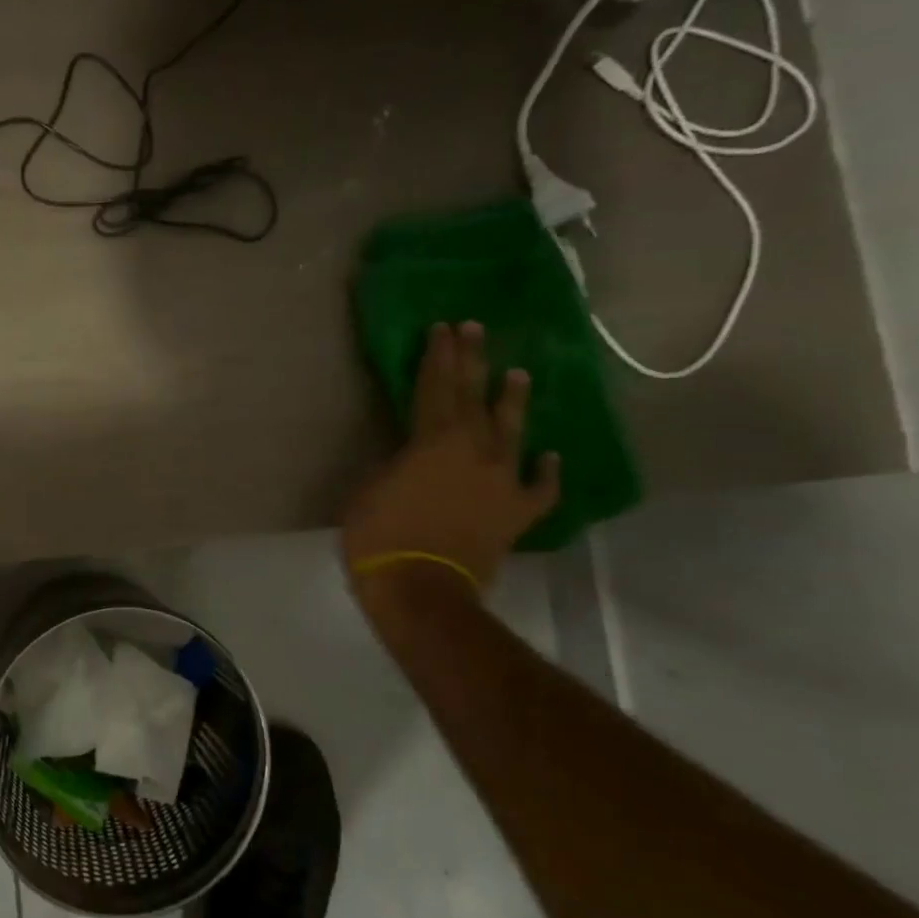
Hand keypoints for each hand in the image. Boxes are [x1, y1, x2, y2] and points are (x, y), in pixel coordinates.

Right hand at [344, 321, 559, 616]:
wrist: (422, 588)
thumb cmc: (380, 536)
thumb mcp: (367, 489)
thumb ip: (393, 464)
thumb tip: (409, 460)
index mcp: (432, 441)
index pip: (434, 387)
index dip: (436, 356)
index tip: (441, 328)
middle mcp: (473, 451)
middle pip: (473, 397)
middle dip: (471, 361)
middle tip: (475, 329)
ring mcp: (502, 481)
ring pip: (512, 432)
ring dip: (512, 401)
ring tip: (518, 374)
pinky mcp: (516, 514)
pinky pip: (539, 489)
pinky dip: (547, 473)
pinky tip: (551, 458)